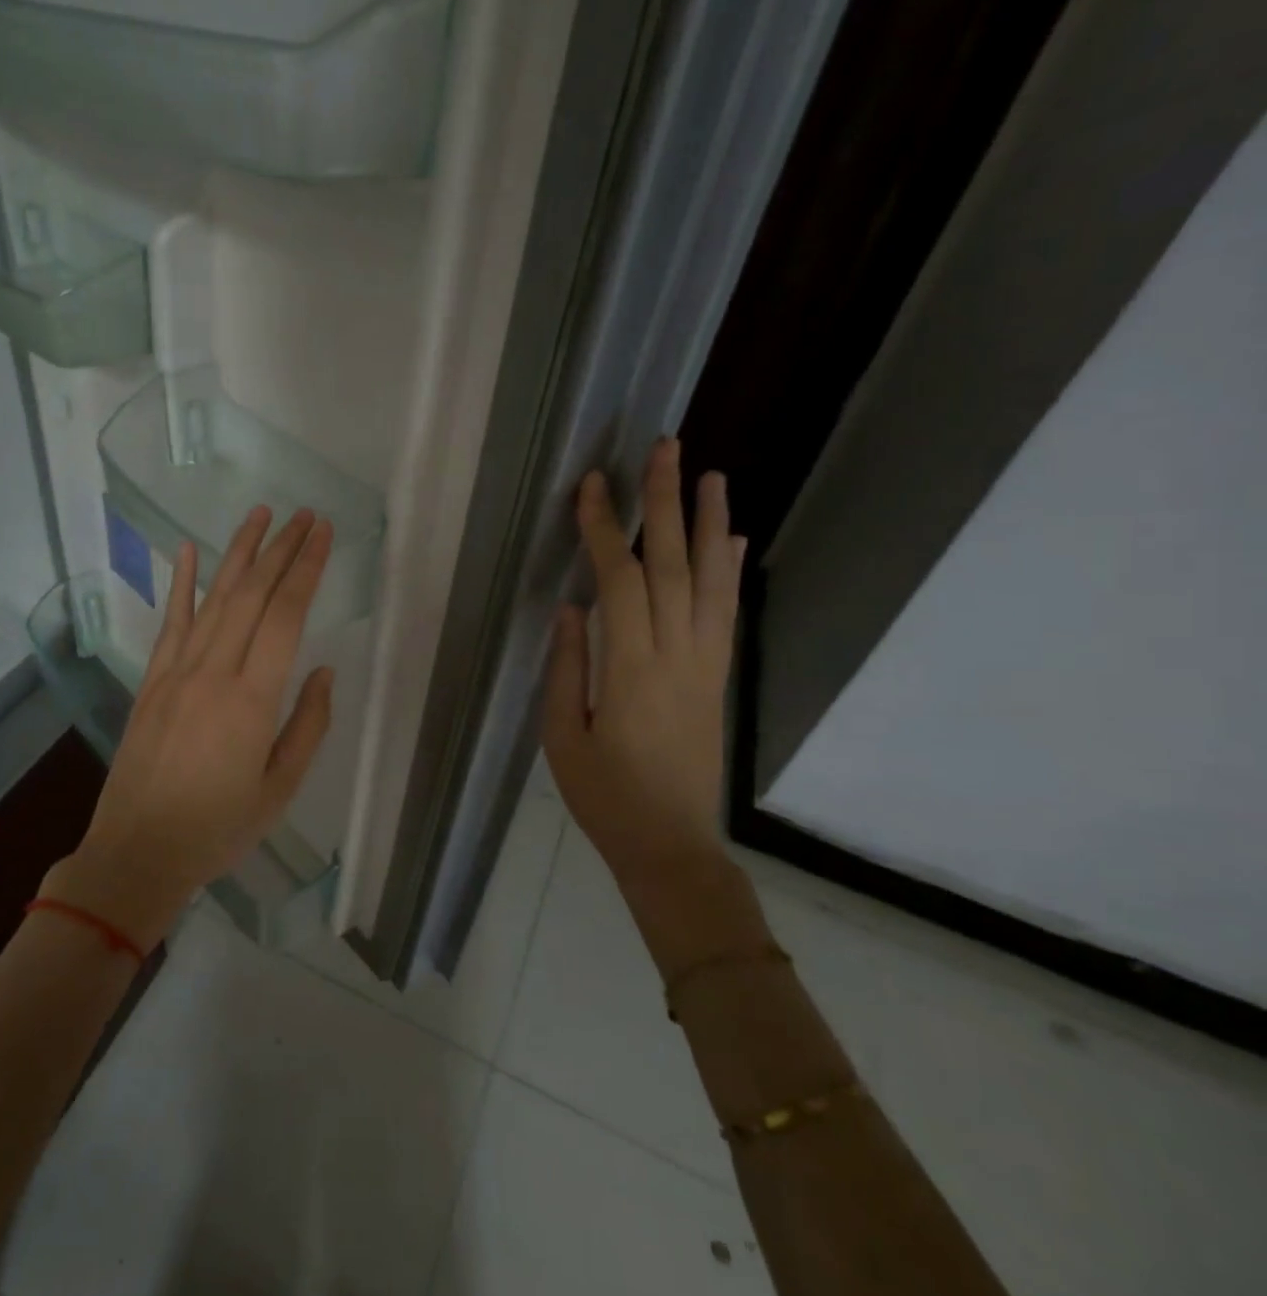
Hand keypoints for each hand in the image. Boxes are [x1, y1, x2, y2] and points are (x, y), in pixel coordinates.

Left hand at [45, 507, 336, 948]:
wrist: (138, 852)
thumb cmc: (218, 829)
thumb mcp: (279, 790)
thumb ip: (307, 727)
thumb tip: (323, 673)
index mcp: (251, 700)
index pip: (285, 616)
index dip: (306, 569)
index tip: (323, 534)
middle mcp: (213, 673)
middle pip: (251, 595)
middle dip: (280, 549)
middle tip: (304, 515)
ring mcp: (177, 673)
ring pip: (213, 599)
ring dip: (238, 553)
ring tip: (260, 515)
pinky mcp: (152, 681)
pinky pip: (170, 623)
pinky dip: (180, 584)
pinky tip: (186, 552)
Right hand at [544, 439, 745, 905]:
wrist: (671, 847)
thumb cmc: (604, 797)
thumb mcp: (563, 737)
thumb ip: (566, 667)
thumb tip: (570, 607)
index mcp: (630, 671)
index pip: (620, 582)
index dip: (604, 530)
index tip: (592, 486)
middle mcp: (677, 657)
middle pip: (674, 566)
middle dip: (665, 503)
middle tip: (664, 448)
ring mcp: (705, 666)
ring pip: (711, 582)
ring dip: (710, 524)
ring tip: (710, 475)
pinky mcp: (717, 679)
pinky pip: (726, 615)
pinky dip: (729, 572)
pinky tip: (732, 540)